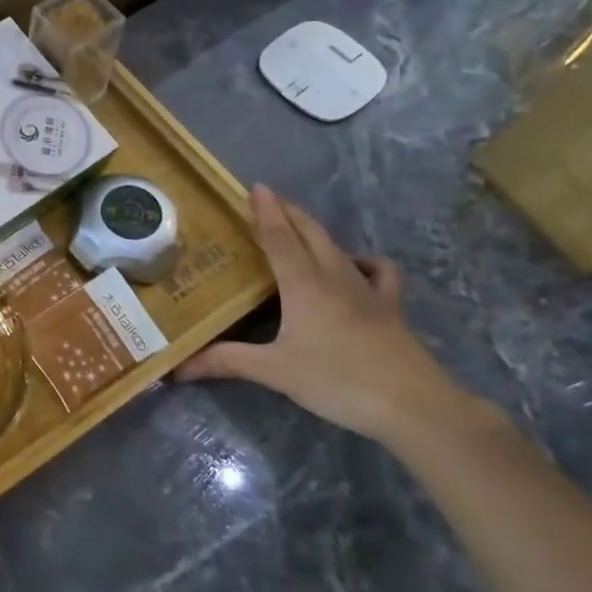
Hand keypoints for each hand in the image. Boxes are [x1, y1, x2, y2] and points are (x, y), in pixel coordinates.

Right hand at [175, 185, 473, 444]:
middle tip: (268, 201)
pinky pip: (377, 271)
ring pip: (338, 246)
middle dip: (289, 212)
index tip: (255, 187)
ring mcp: (367, 289)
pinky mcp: (390, 307)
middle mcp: (335, 276)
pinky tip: (353, 266)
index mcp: (304, 284)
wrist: (413, 404)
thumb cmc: (338, 381)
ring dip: (316, 230)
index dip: (266, 211)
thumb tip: (178, 368)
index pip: (280, 237)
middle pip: (310, 232)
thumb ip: (227, 362)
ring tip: (299, 228)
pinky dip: (362, 260)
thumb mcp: (275, 372)